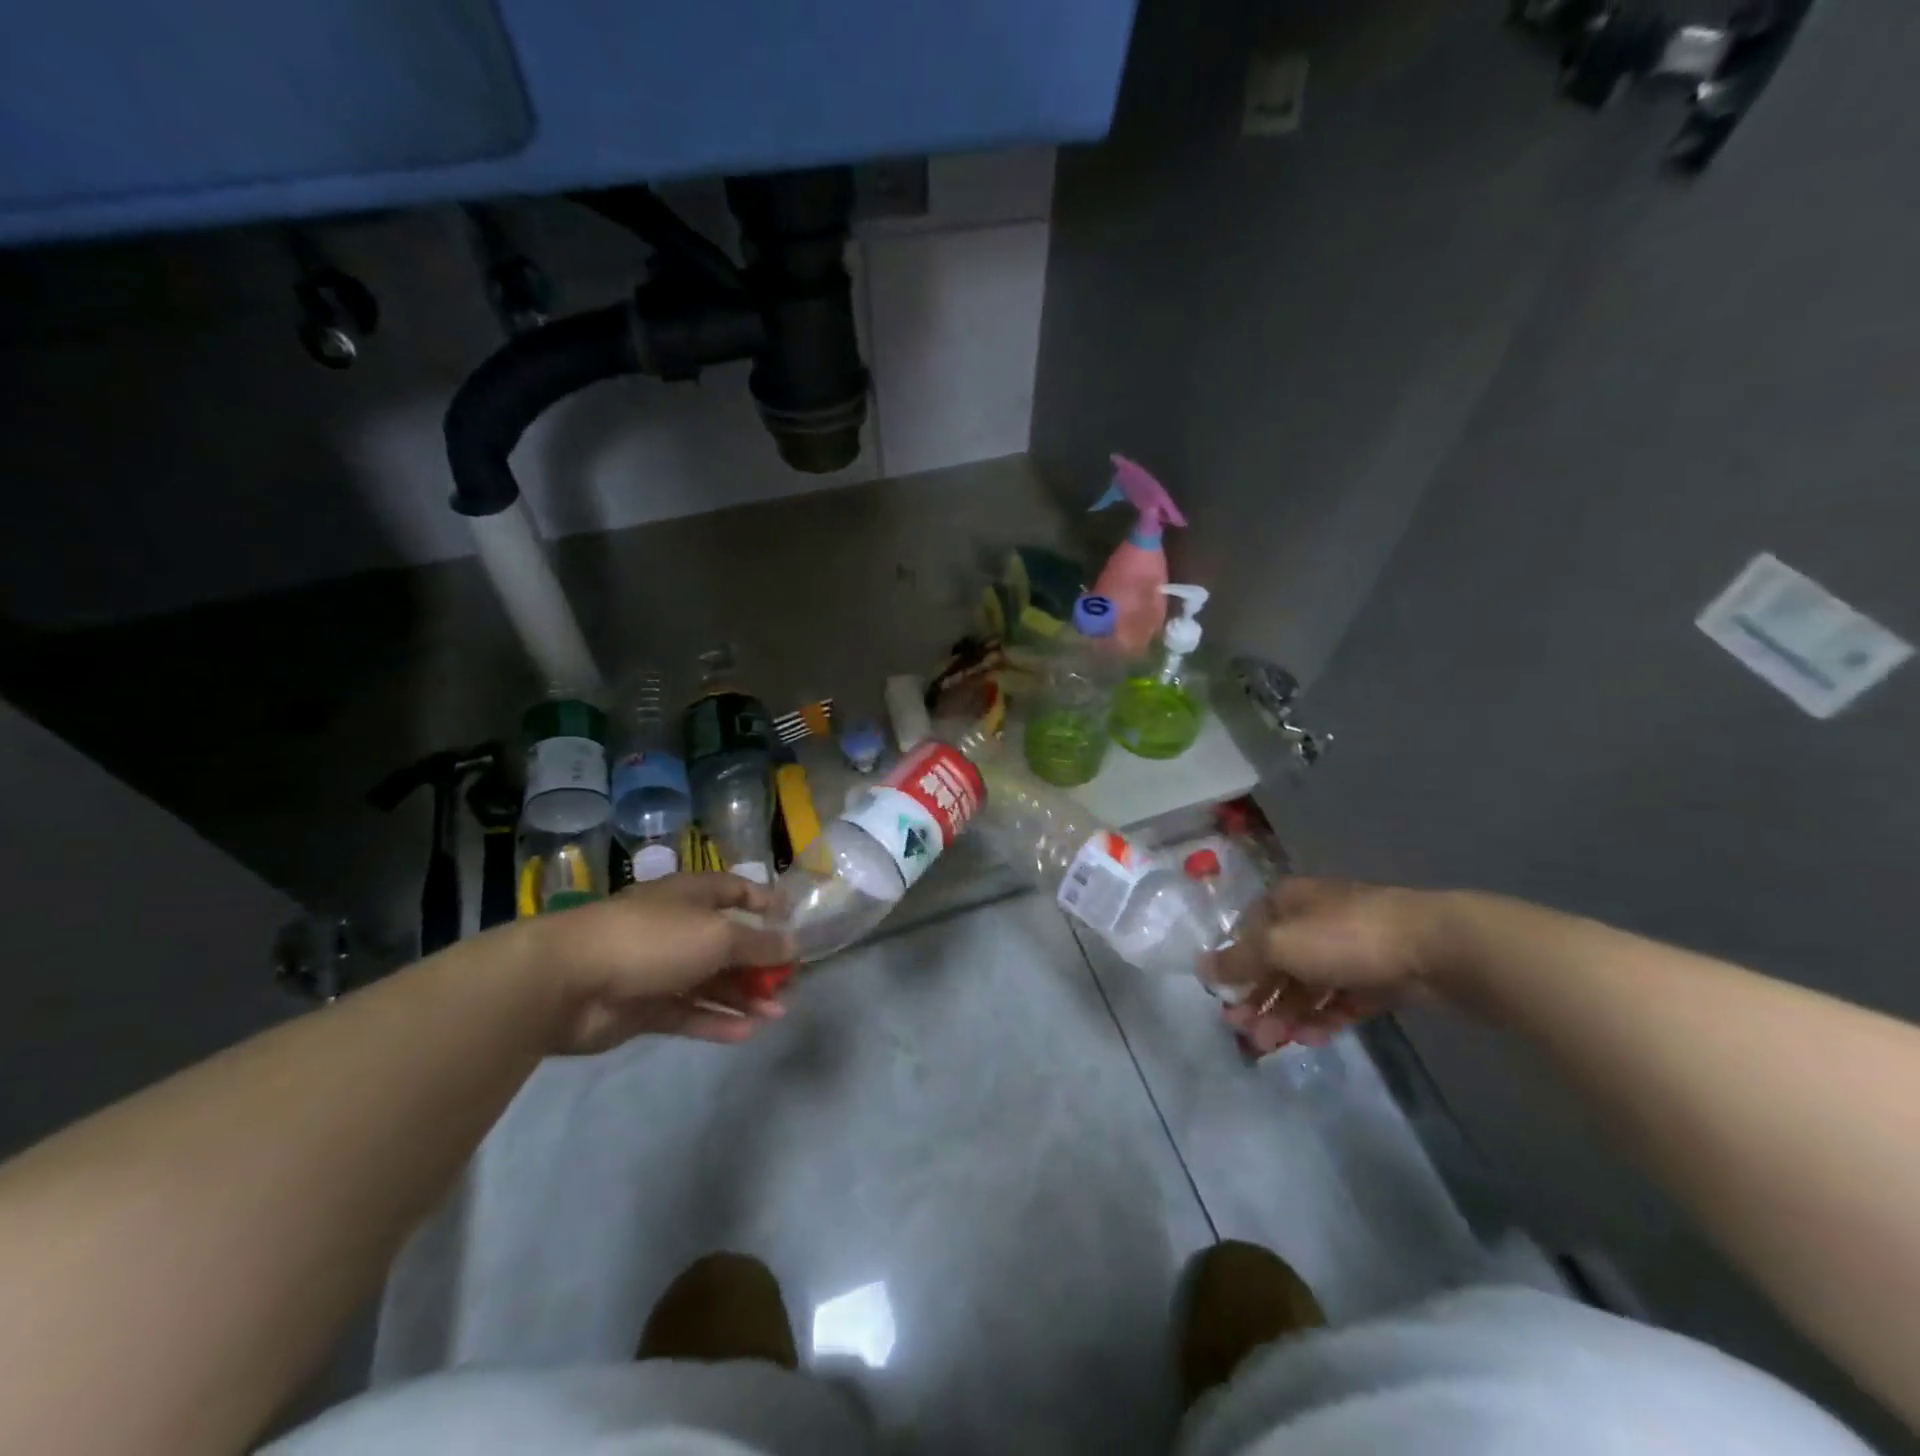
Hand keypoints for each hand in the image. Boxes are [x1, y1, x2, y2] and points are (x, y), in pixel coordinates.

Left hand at [524, 873, 796, 1054]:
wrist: (568, 981)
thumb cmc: (653, 939)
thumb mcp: (717, 935)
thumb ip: (758, 944)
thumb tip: (794, 944)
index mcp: (691, 896)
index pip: (735, 891)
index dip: (763, 903)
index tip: (791, 922)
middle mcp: (677, 927)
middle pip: (726, 943)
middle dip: (759, 962)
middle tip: (788, 983)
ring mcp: (658, 968)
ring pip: (710, 982)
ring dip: (744, 996)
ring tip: (777, 1013)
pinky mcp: (643, 1007)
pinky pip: (688, 1012)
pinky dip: (716, 1021)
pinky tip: (746, 1033)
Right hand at [1201, 877, 1444, 1055]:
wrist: (1437, 948)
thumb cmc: (1345, 937)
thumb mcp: (1280, 946)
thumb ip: (1239, 960)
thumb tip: (1199, 966)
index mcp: (1287, 902)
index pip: (1248, 932)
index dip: (1234, 965)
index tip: (1224, 999)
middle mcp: (1313, 920)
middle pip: (1276, 962)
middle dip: (1259, 998)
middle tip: (1246, 1034)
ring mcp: (1348, 948)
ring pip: (1307, 984)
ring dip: (1286, 1014)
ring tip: (1275, 1045)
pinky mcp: (1377, 976)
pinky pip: (1340, 999)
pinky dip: (1323, 1018)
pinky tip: (1311, 1039)